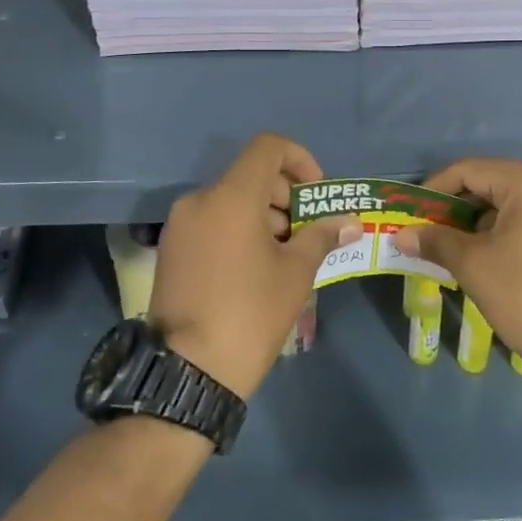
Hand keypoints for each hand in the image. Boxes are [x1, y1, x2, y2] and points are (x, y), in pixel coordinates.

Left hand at [150, 133, 359, 398]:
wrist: (187, 373)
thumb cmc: (250, 314)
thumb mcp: (295, 274)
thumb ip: (321, 236)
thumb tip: (350, 222)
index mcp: (231, 196)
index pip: (268, 147)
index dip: (300, 159)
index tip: (315, 194)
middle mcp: (200, 199)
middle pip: (250, 173)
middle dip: (285, 194)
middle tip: (306, 232)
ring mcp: (180, 224)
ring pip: (231, 199)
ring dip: (263, 214)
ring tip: (284, 255)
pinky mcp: (171, 248)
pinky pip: (212, 220)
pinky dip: (238, 228)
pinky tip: (255, 267)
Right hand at [393, 158, 521, 398]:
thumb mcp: (474, 266)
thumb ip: (435, 241)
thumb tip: (400, 234)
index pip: (470, 170)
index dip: (434, 189)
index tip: (411, 214)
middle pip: (492, 182)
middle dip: (456, 206)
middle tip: (427, 232)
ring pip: (513, 201)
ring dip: (479, 220)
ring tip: (452, 248)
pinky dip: (506, 230)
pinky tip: (488, 256)